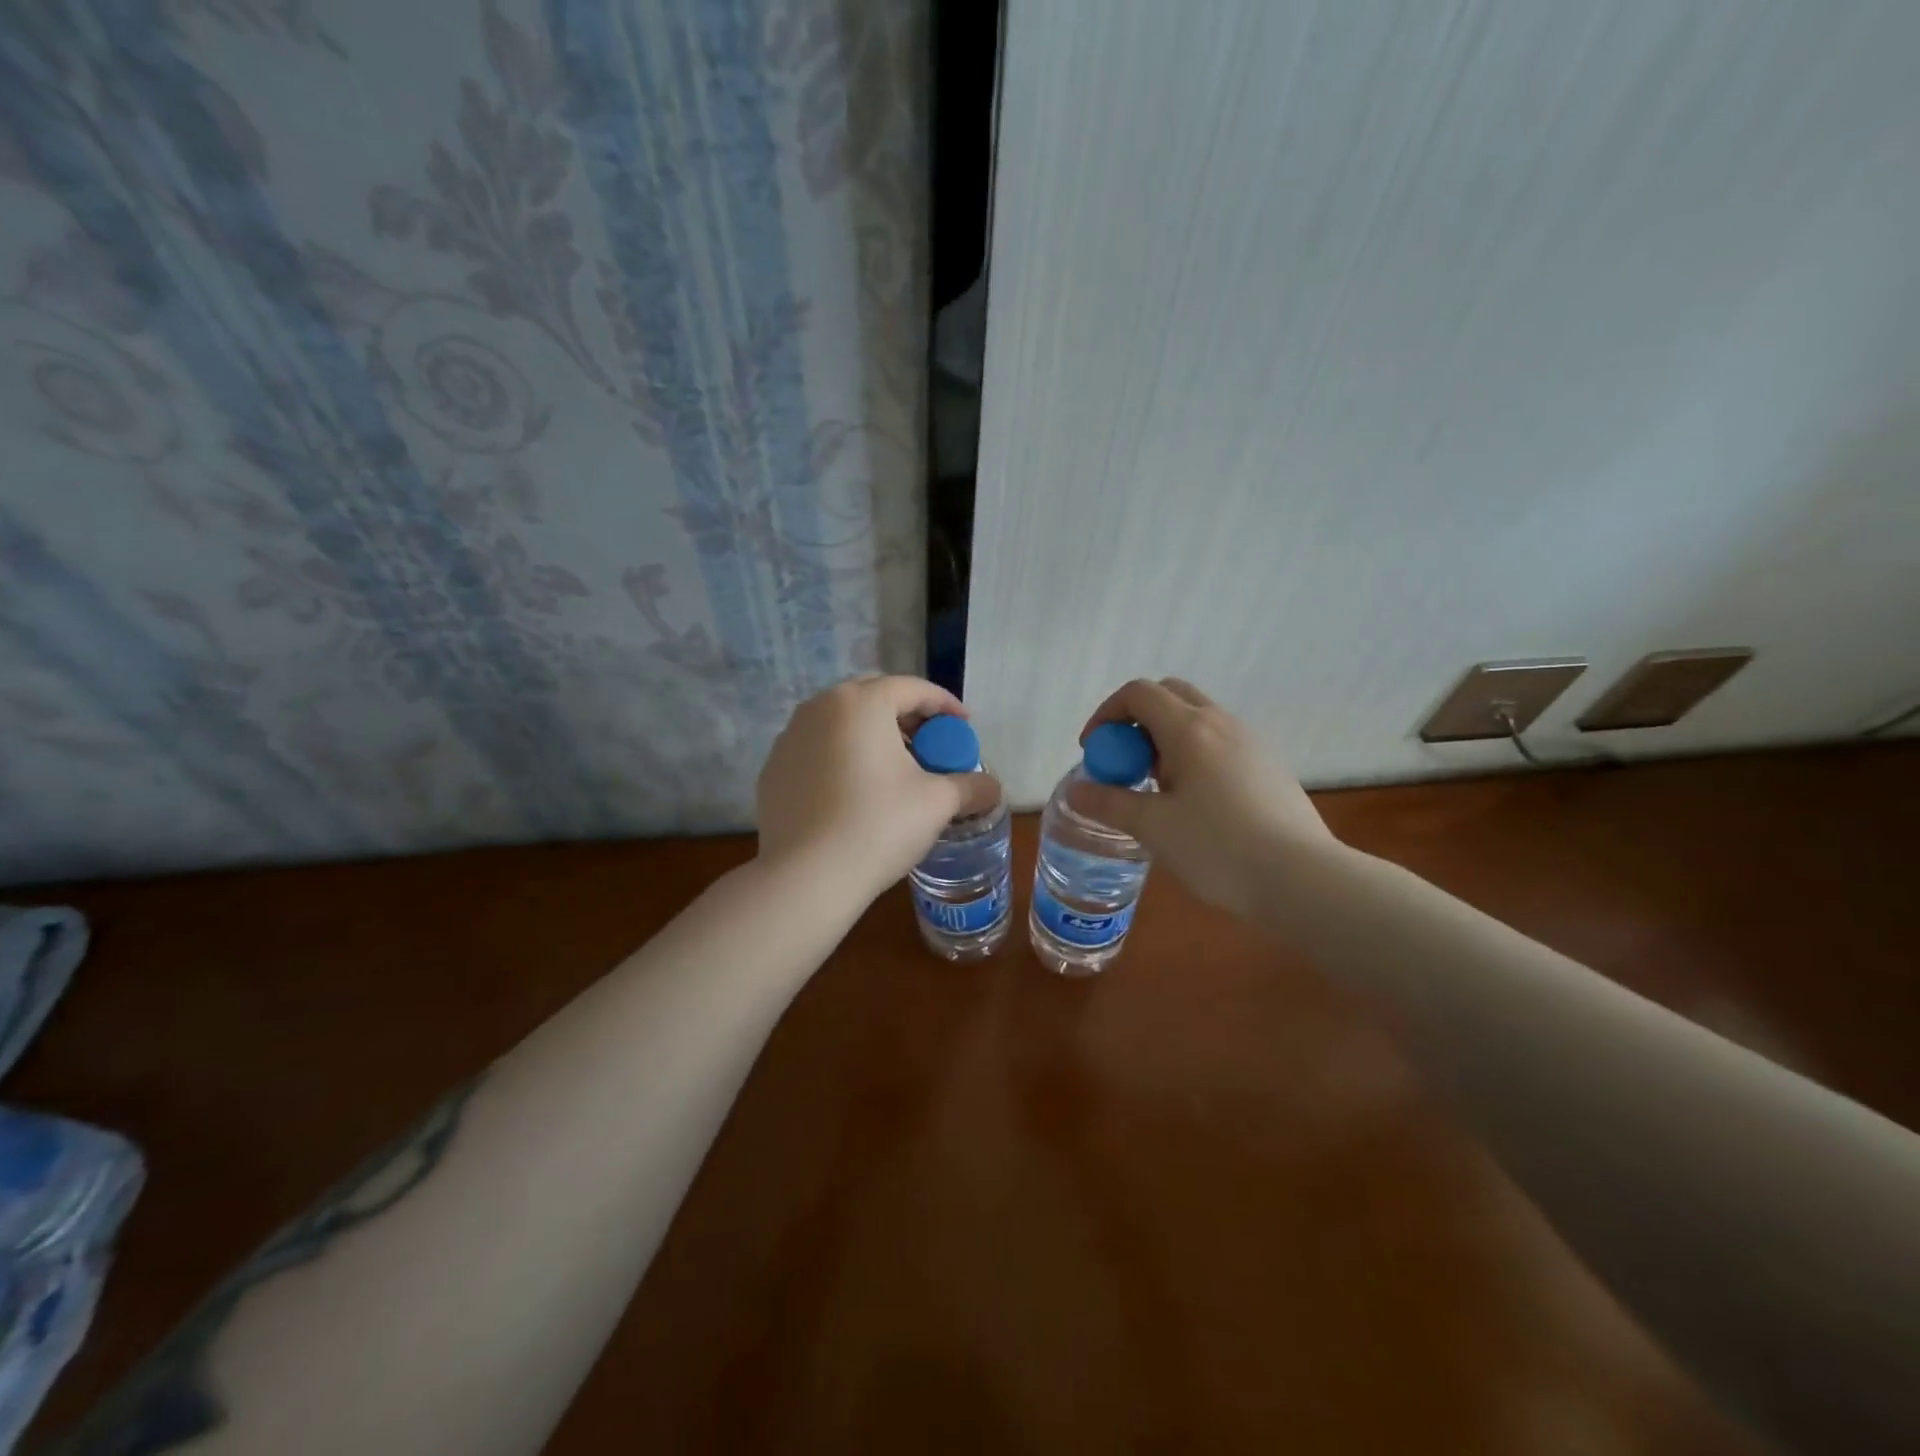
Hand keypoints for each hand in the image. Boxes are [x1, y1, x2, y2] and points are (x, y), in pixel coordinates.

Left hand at [757, 676, 1001, 902]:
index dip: (945, 705)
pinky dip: (842, 759)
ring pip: (841, 724)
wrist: (806, 877)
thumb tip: (993, 788)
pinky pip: (818, 751)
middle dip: (907, 718)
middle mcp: (819, 708)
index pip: (912, 689)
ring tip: (895, 771)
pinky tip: (856, 793)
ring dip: (873, 738)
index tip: (964, 728)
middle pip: (874, 699)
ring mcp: (789, 738)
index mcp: (861, 702)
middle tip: (931, 746)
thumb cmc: (878, 825)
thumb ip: (970, 786)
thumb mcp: (937, 803)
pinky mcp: (772, 770)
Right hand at [1075, 678, 1339, 919]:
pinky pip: (1220, 742)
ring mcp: (1251, 742)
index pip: (1138, 693)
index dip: (1106, 714)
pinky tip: (1196, 803)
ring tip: (1158, 789)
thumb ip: (1110, 803)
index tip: (1094, 751)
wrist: (1302, 879)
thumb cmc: (1219, 848)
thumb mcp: (1154, 828)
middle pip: (1170, 695)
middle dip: (1137, 720)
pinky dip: (1194, 754)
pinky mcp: (1269, 766)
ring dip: (1166, 739)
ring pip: (1198, 719)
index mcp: (1190, 729)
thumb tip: (1077, 791)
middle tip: (1125, 763)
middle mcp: (1222, 723)